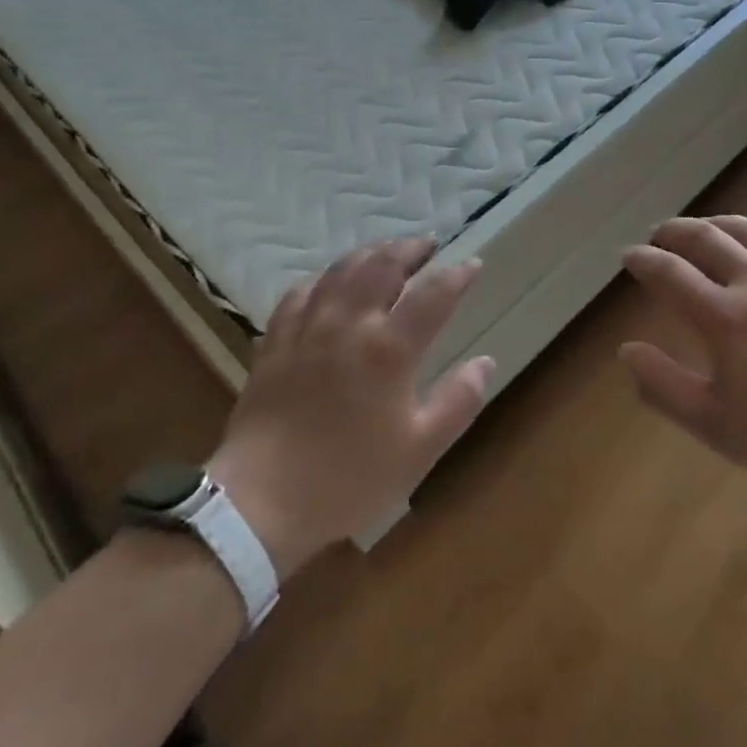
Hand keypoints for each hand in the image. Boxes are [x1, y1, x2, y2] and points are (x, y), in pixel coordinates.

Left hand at [208, 237, 493, 577]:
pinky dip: (323, 277)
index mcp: (389, 349)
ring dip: (370, 253)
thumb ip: (458, 401)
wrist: (261, 502)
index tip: (472, 263)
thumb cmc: (348, 478)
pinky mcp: (276, 341)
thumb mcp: (419, 450)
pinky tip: (329, 281)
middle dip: (410, 248)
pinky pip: (301, 292)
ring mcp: (308, 328)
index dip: (457, 275)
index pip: (433, 295)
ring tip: (386, 250)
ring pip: (342, 270)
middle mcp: (350, 324)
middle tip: (427, 244)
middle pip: (383, 266)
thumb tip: (485, 362)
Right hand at [620, 216, 746, 490]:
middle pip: (705, 239)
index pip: (669, 273)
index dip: (643, 260)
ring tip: (702, 227)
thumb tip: (626, 350)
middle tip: (658, 234)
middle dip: (673, 231)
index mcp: (723, 317)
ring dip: (717, 223)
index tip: (628, 255)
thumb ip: (664, 386)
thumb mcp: (717, 425)